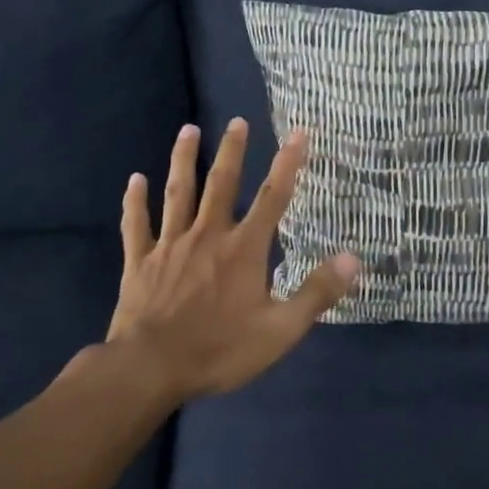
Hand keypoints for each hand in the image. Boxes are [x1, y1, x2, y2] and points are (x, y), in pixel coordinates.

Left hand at [93, 119, 360, 404]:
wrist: (150, 368)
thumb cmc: (219, 349)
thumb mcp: (280, 330)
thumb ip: (316, 292)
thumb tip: (353, 258)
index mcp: (244, 249)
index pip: (273, 198)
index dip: (288, 164)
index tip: (298, 133)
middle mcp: (208, 235)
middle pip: (222, 184)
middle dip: (232, 151)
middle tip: (237, 121)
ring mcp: (170, 246)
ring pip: (178, 193)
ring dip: (184, 160)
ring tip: (188, 130)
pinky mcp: (140, 262)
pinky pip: (137, 225)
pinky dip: (135, 202)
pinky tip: (134, 180)